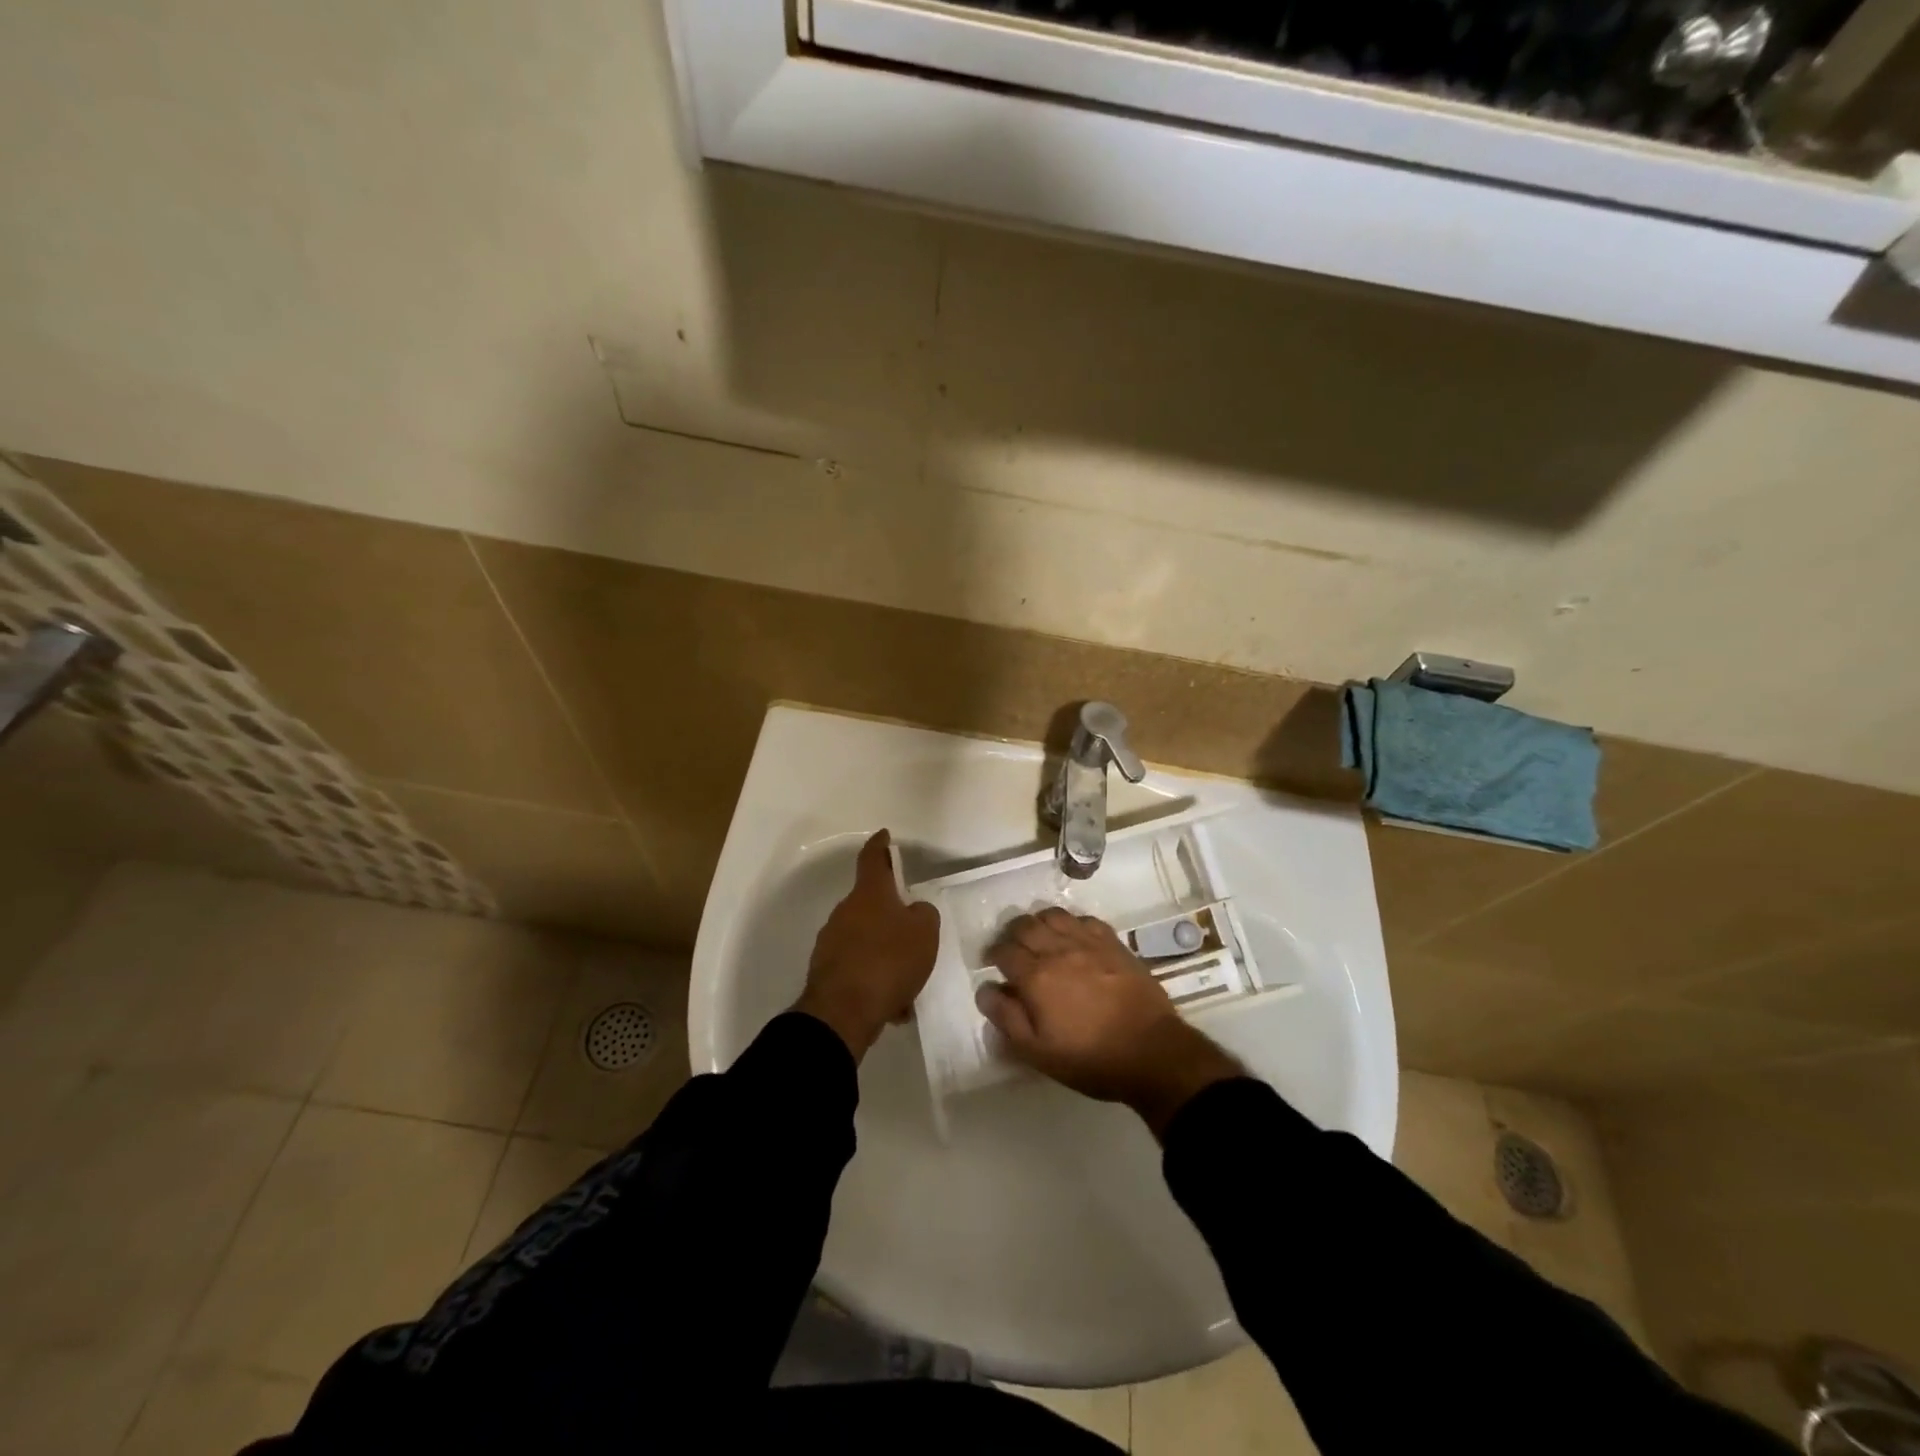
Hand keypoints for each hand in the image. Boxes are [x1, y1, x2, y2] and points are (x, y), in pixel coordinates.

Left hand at [794, 829, 939, 1060]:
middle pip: (871, 904)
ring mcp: (831, 942)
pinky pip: (859, 969)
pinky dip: (876, 981)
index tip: (884, 835)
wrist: (843, 1012)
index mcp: (869, 894)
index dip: (880, 845)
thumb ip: (924, 914)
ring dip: (886, 955)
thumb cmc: (889, 961)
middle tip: (913, 934)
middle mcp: (845, 911)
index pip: (873, 858)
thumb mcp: (925, 932)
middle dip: (891, 916)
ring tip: (908, 983)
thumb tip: (913, 912)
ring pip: (866, 941)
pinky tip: (893, 1006)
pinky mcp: (826, 972)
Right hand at [977, 909, 1242, 1136]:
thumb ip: (1007, 1018)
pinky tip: (1073, 938)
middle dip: (1011, 934)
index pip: (1003, 951)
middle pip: (1024, 925)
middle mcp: (1058, 949)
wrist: (1152, 1052)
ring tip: (1039, 939)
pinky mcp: (1113, 942)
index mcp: (1036, 976)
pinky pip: (1083, 919)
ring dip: (1038, 923)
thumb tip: (985, 990)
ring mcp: (1088, 942)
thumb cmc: (1090, 1058)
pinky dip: (1070, 924)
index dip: (992, 954)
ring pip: (1052, 915)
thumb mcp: (1038, 1052)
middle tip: (1012, 950)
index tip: (991, 964)